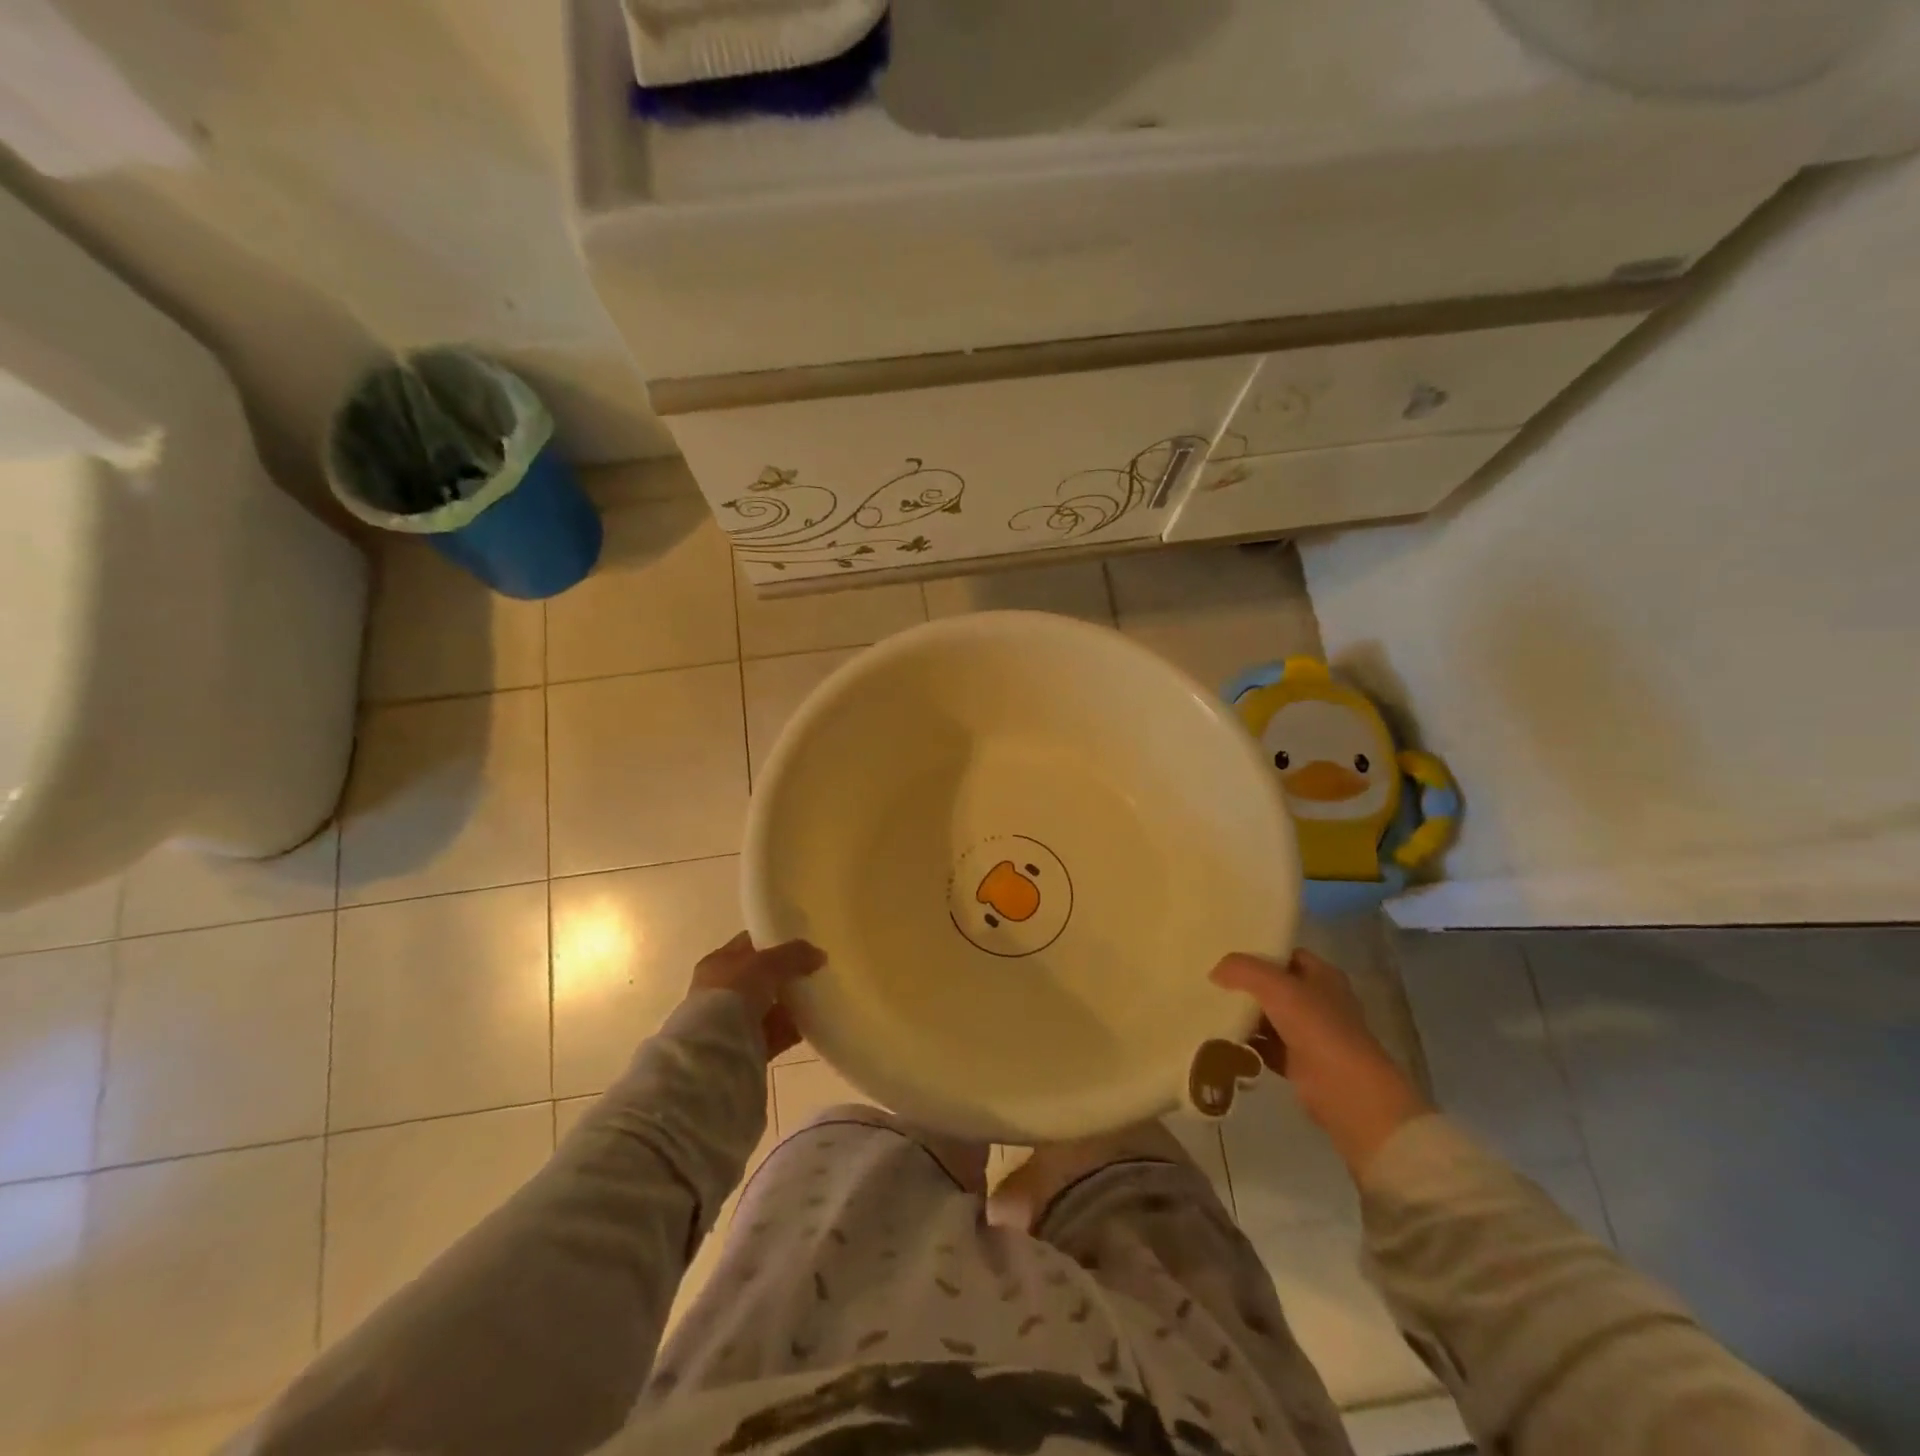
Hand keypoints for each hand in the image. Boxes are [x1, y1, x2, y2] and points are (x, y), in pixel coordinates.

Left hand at [691, 932, 824, 1062]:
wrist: (716, 1051)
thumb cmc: (734, 994)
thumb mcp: (767, 963)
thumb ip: (794, 954)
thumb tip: (819, 954)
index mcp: (718, 963)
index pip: (749, 945)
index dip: (774, 941)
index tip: (800, 945)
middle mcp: (721, 990)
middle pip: (759, 977)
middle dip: (784, 975)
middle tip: (811, 972)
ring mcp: (731, 1020)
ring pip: (767, 1006)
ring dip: (789, 1003)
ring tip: (816, 998)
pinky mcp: (745, 1047)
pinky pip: (773, 1032)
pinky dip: (790, 1028)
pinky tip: (810, 1023)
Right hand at [1211, 947, 1429, 1176]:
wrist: (1345, 1090)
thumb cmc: (1317, 1027)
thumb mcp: (1275, 986)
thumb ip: (1242, 970)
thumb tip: (1216, 971)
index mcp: (1322, 976)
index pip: (1286, 955)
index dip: (1259, 951)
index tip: (1225, 952)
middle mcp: (1318, 1001)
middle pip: (1274, 986)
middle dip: (1245, 984)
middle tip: (1210, 979)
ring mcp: (1309, 1034)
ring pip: (1268, 1017)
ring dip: (1243, 1015)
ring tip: (1207, 1006)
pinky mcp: (1297, 1062)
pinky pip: (1264, 1047)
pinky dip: (1246, 1044)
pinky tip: (1220, 1037)